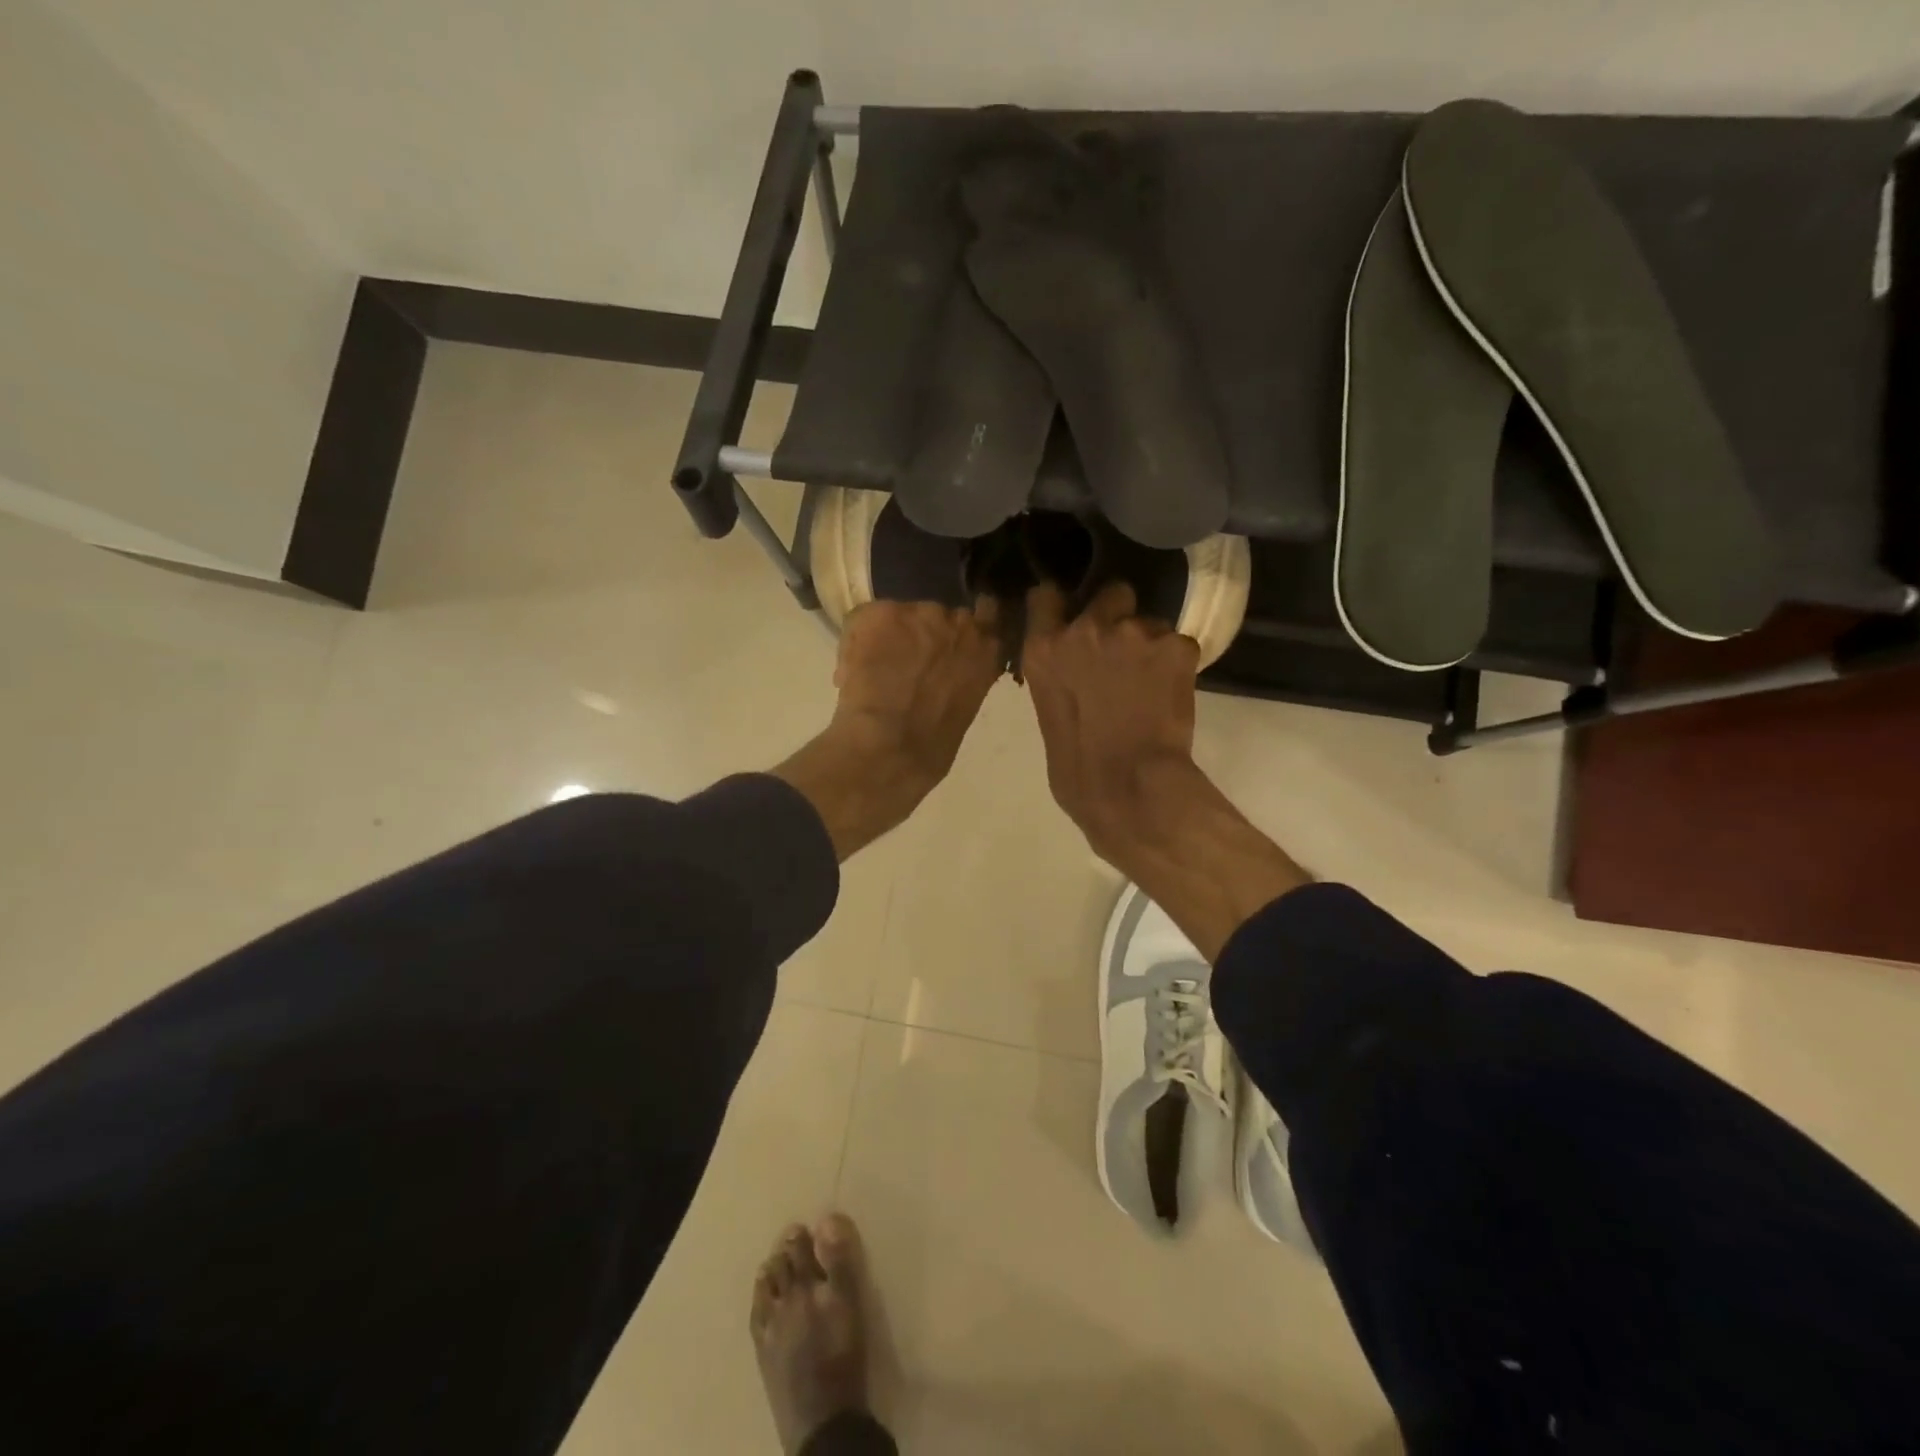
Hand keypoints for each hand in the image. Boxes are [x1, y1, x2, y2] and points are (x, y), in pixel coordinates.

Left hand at [775, 600, 1002, 859]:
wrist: (891, 749)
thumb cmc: (931, 748)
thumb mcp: (965, 709)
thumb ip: (963, 678)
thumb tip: (945, 670)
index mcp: (988, 650)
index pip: (988, 616)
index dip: (962, 630)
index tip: (946, 645)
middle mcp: (961, 623)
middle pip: (936, 615)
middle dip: (920, 635)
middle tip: (904, 665)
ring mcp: (921, 616)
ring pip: (898, 616)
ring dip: (888, 638)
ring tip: (874, 672)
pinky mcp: (882, 614)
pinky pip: (862, 619)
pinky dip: (853, 644)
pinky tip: (851, 675)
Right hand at [1021, 581, 1200, 861]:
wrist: (1130, 787)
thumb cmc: (1077, 771)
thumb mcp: (1049, 714)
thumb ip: (1059, 676)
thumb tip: (1075, 670)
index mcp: (1044, 649)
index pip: (1046, 596)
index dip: (1062, 602)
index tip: (1072, 612)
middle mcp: (1085, 628)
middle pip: (1111, 594)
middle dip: (1117, 614)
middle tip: (1125, 651)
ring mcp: (1133, 632)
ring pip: (1150, 622)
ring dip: (1150, 644)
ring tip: (1153, 683)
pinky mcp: (1175, 646)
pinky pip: (1180, 645)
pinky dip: (1178, 664)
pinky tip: (1174, 692)